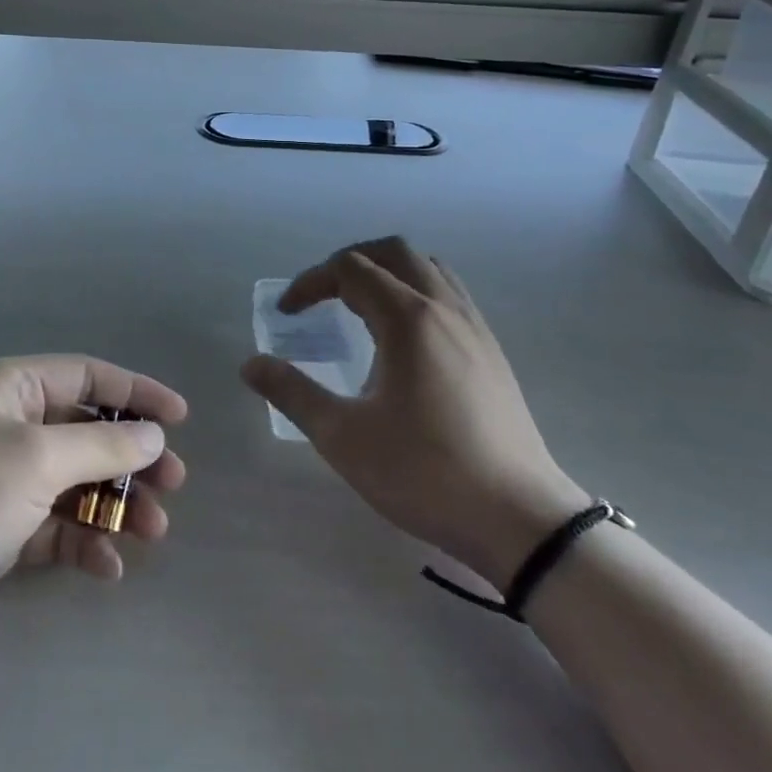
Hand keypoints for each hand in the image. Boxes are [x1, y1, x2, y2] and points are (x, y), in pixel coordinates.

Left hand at [0, 356, 187, 677]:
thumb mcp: (32, 459)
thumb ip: (100, 445)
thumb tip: (152, 434)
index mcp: (9, 388)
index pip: (85, 376)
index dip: (135, 392)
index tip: (180, 417)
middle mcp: (6, 426)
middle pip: (85, 431)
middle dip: (130, 456)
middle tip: (173, 485)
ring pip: (74, 483)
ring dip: (114, 504)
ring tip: (154, 531)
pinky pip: (52, 529)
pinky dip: (81, 543)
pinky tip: (108, 567)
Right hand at [241, 237, 582, 588]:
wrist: (520, 519)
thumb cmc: (424, 473)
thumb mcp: (343, 437)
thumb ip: (292, 392)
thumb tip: (251, 365)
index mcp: (407, 319)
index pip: (350, 270)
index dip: (310, 282)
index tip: (287, 314)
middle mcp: (444, 309)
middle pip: (394, 252)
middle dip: (349, 262)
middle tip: (321, 295)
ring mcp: (475, 328)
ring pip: (429, 269)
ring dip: (387, 273)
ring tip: (359, 308)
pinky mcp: (492, 353)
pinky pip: (450, 295)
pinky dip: (416, 293)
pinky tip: (403, 340)